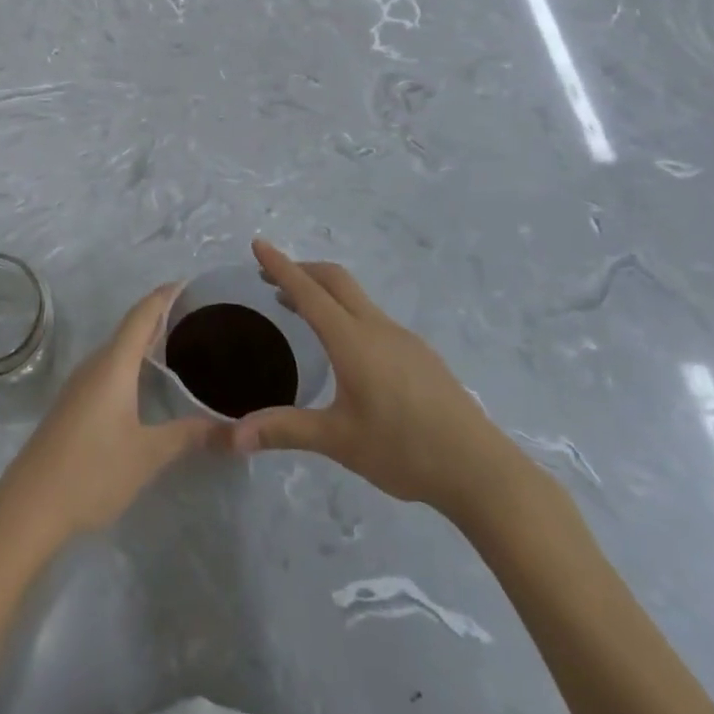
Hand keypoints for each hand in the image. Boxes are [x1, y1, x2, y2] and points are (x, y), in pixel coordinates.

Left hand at [0, 286, 216, 554]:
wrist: (30, 505)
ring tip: (181, 345)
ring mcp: (81, 385)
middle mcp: (96, 365)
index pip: (142, 315)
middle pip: (130, 329)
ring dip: (146, 342)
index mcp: (114, 364)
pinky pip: (110, 369)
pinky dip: (133, 363)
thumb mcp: (148, 454)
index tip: (190, 282)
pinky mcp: (75, 405)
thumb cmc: (92, 470)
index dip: (164, 296)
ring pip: (119, 351)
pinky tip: (147, 383)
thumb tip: (233, 429)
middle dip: (160, 317)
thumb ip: (189, 436)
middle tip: (198, 316)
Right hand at [230, 240, 516, 524]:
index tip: (259, 243)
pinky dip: (345, 312)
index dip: (280, 266)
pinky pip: (372, 317)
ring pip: (356, 298)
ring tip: (300, 309)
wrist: (481, 470)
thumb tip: (232, 439)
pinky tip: (346, 347)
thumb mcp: (338, 440)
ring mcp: (402, 339)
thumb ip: (285, 430)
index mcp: (352, 340)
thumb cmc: (404, 450)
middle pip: (334, 280)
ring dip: (323, 292)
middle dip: (301, 270)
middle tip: (271, 278)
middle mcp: (376, 328)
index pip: (308, 292)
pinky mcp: (419, 355)